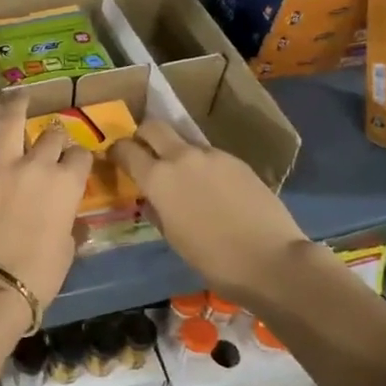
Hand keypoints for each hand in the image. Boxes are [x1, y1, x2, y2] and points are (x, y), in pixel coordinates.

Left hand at [0, 83, 92, 309]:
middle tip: (50, 140)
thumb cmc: (39, 275)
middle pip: (51, 136)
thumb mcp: (67, 249)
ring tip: (17, 91)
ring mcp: (3, 164)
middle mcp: (38, 165)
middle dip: (54, 136)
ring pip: (12, 121)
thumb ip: (69, 224)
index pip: (80, 156)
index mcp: (67, 185)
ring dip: (16, 103)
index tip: (76, 163)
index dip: (79, 158)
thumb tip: (70, 220)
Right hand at [112, 119, 306, 305]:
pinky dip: (203, 166)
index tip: (115, 158)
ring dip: (177, 153)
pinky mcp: (237, 160)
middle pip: (153, 126)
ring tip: (186, 180)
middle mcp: (181, 157)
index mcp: (158, 178)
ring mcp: (212, 155)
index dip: (116, 151)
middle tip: (144, 152)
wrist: (270, 259)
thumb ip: (157, 209)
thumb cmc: (212, 258)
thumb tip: (153, 198)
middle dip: (143, 135)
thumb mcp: (172, 237)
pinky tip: (215, 190)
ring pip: (184, 142)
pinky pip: (210, 156)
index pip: (126, 149)